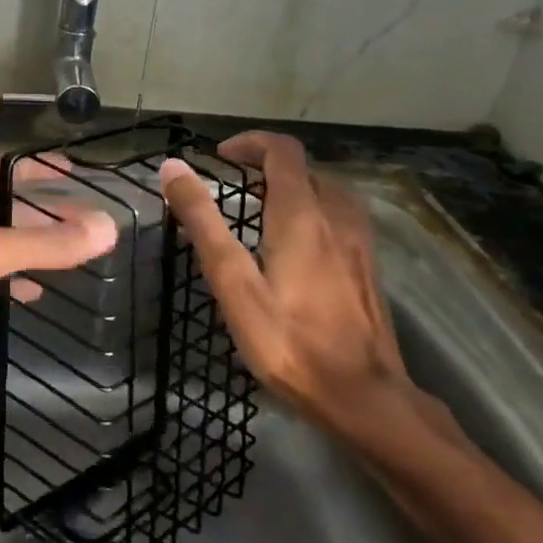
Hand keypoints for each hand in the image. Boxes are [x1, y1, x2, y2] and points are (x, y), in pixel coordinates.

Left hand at [0, 156, 117, 369]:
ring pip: (2, 243)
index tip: (75, 173)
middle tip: (88, 224)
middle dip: (47, 214)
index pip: (8, 168)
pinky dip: (12, 281)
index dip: (40, 168)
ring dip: (34, 248)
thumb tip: (106, 229)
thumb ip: (44, 244)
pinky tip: (36, 293)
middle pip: (10, 207)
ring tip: (74, 257)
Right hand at [159, 133, 412, 443]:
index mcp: (302, 215)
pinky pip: (341, 217)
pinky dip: (315, 209)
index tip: (219, 157)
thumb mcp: (233, 283)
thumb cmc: (289, 341)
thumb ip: (203, 222)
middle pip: (307, 168)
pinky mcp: (368, 268)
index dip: (250, 143)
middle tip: (234, 184)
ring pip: (329, 191)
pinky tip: (299, 243)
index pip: (282, 151)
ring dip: (295, 185)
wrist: (365, 399)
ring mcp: (360, 244)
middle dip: (268, 164)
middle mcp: (337, 218)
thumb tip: (173, 167)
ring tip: (262, 208)